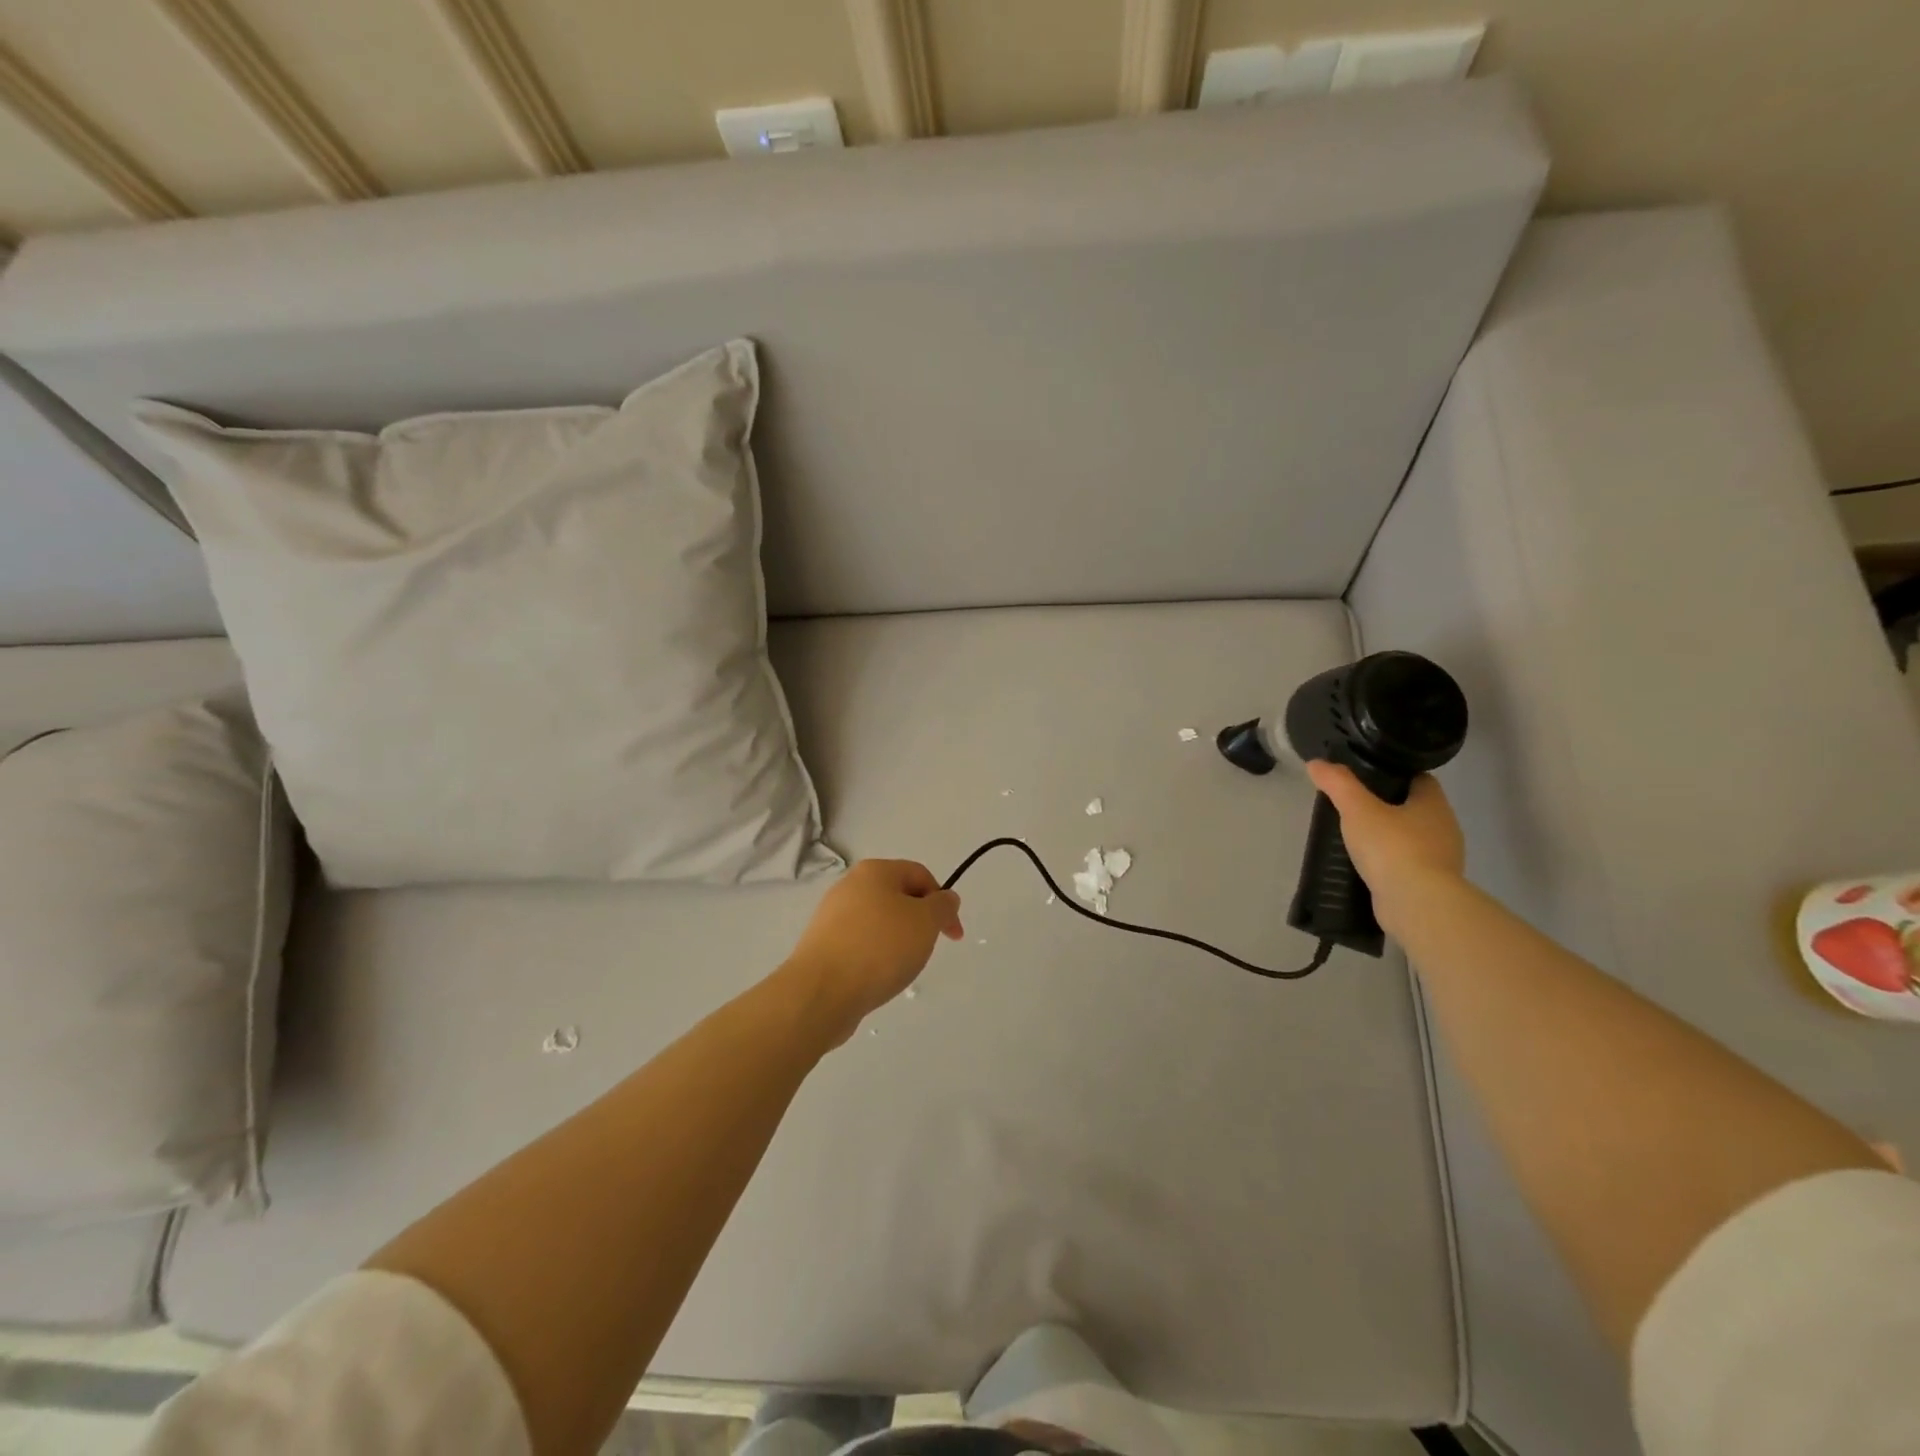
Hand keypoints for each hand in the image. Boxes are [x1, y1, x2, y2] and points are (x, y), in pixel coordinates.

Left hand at [780, 859, 963, 1042]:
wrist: (822, 992)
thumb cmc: (880, 948)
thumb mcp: (925, 922)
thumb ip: (942, 906)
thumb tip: (946, 898)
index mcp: (874, 871)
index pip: (920, 874)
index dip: (943, 901)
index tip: (953, 934)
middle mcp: (850, 886)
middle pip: (898, 897)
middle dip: (919, 922)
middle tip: (925, 949)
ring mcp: (831, 916)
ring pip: (878, 922)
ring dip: (897, 941)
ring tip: (899, 967)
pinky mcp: (822, 945)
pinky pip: (859, 944)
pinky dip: (874, 956)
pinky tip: (876, 976)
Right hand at [1305, 761, 1464, 933]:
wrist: (1417, 904)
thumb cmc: (1392, 847)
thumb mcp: (1357, 809)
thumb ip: (1337, 784)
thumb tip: (1316, 763)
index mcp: (1434, 804)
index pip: (1419, 779)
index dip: (1394, 774)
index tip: (1366, 776)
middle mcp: (1444, 828)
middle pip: (1415, 808)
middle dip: (1388, 807)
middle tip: (1353, 806)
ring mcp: (1441, 859)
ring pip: (1412, 838)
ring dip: (1389, 837)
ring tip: (1355, 837)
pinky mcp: (1431, 885)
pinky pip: (1408, 865)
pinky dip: (1389, 863)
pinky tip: (1366, 866)